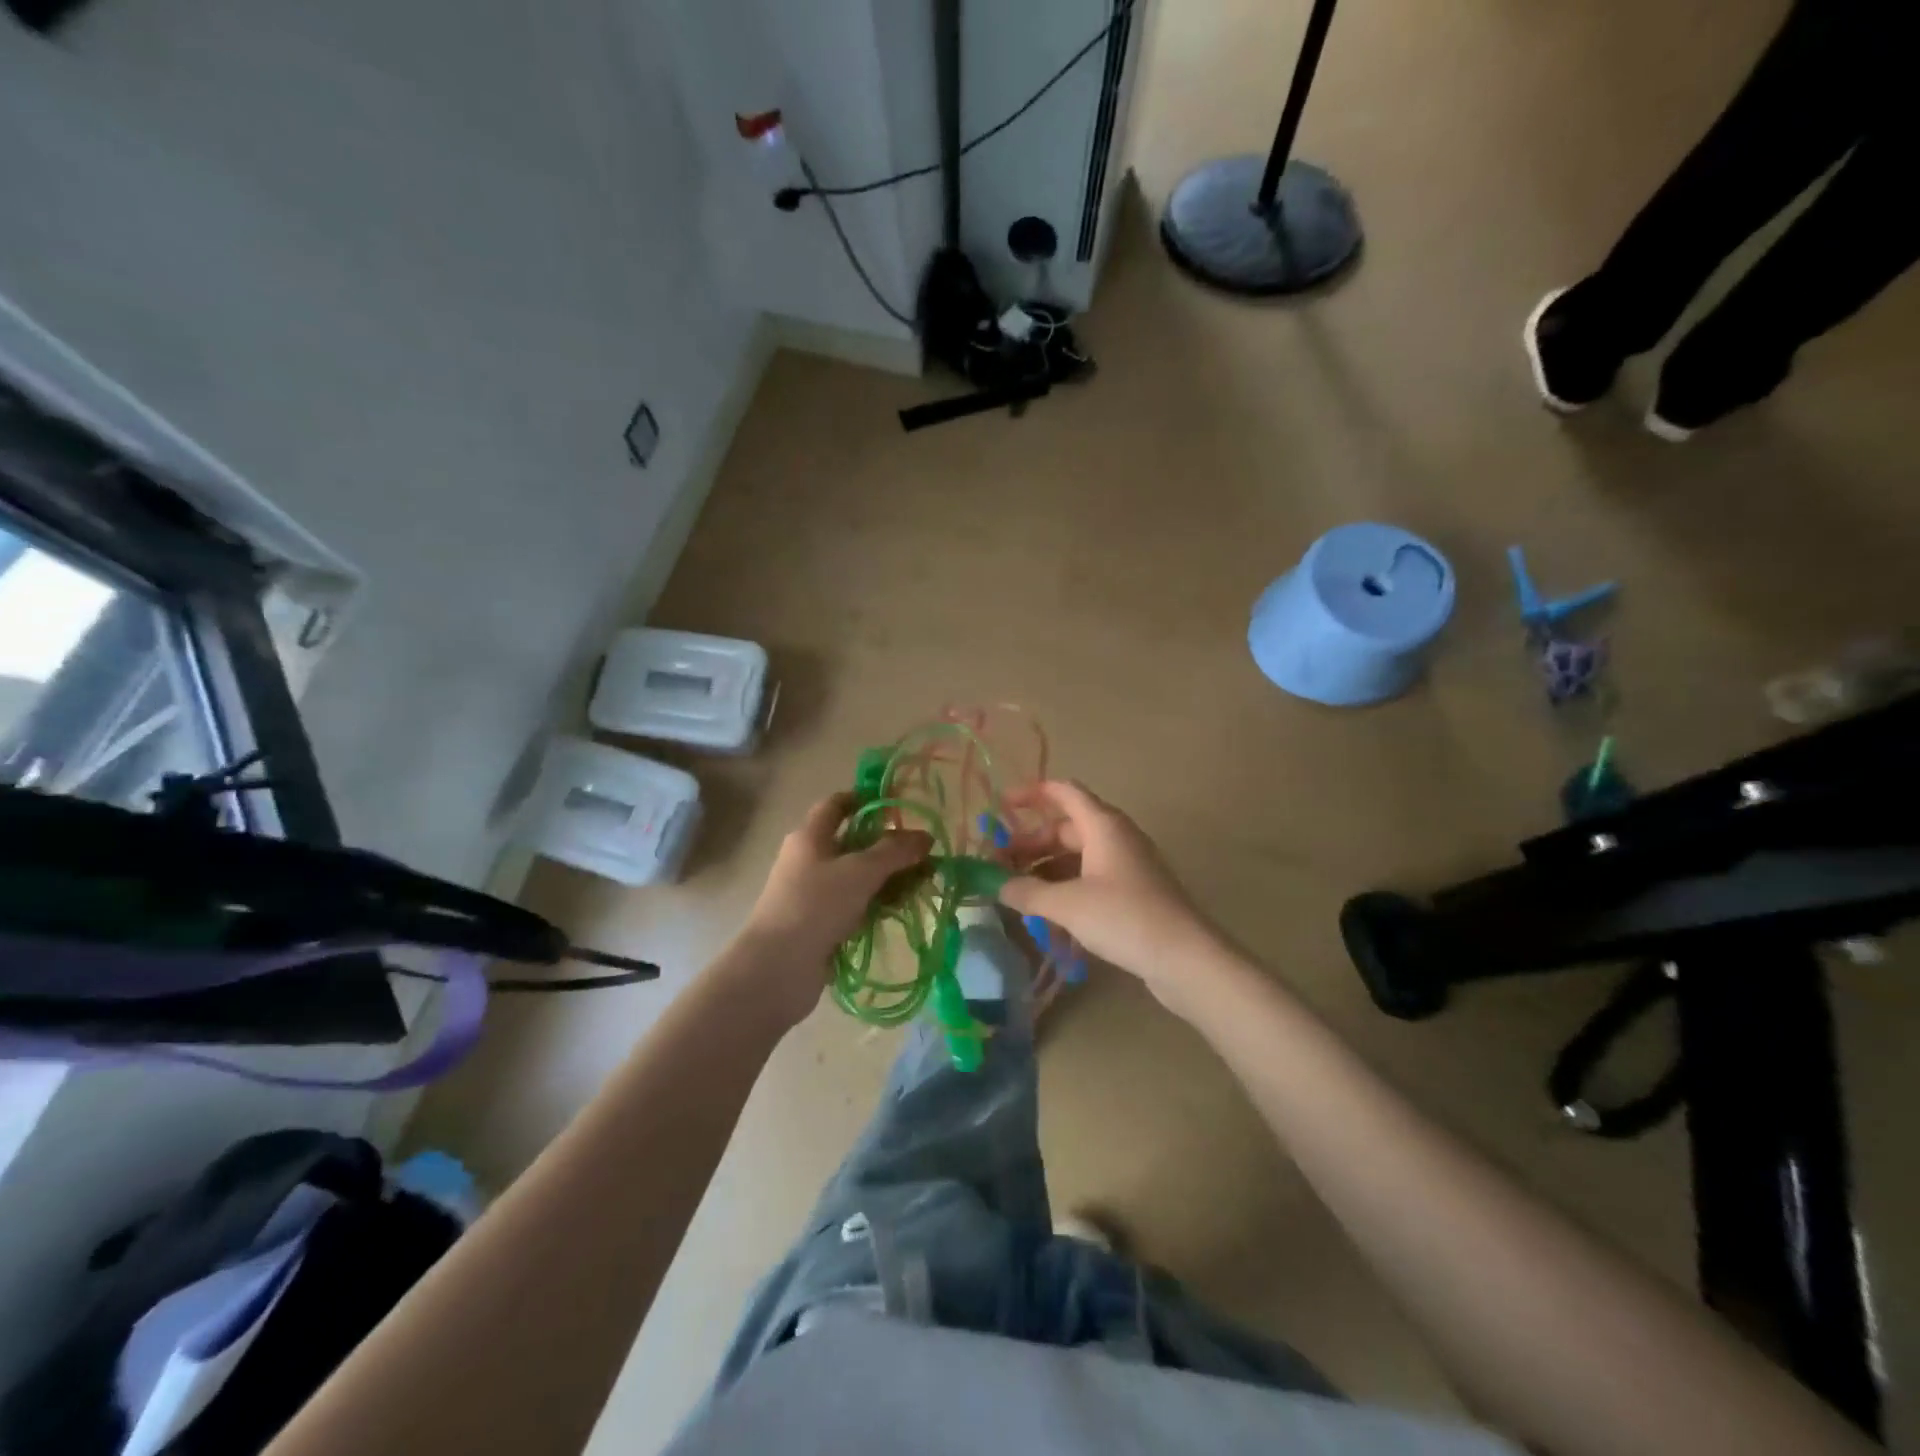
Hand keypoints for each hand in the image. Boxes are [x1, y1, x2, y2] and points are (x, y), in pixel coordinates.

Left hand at [737, 791, 931, 1024]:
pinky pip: (854, 905)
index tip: (898, 803)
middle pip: (853, 842)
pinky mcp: (820, 924)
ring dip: (887, 878)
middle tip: (924, 852)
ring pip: (856, 876)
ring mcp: (813, 894)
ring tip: (923, 883)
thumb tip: (926, 836)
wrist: (777, 969)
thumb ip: (895, 851)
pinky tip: (901, 909)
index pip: (837, 804)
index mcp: (810, 836)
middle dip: (888, 845)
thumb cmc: (816, 906)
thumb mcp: (860, 871)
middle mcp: (809, 860)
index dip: (865, 799)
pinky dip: (876, 903)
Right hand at [997, 781, 1220, 998]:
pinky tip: (1047, 912)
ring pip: (1078, 855)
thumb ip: (1027, 892)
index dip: (1032, 793)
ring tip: (1017, 890)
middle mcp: (1116, 837)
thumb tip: (997, 885)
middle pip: (1067, 827)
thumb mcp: (1067, 905)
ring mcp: (1127, 865)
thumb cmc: (1124, 917)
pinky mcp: (1133, 892)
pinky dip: (1066, 886)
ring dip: (1046, 867)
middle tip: (999, 862)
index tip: (1001, 805)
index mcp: (1103, 825)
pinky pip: (1091, 877)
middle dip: (1031, 841)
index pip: (1064, 792)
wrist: (1185, 958)